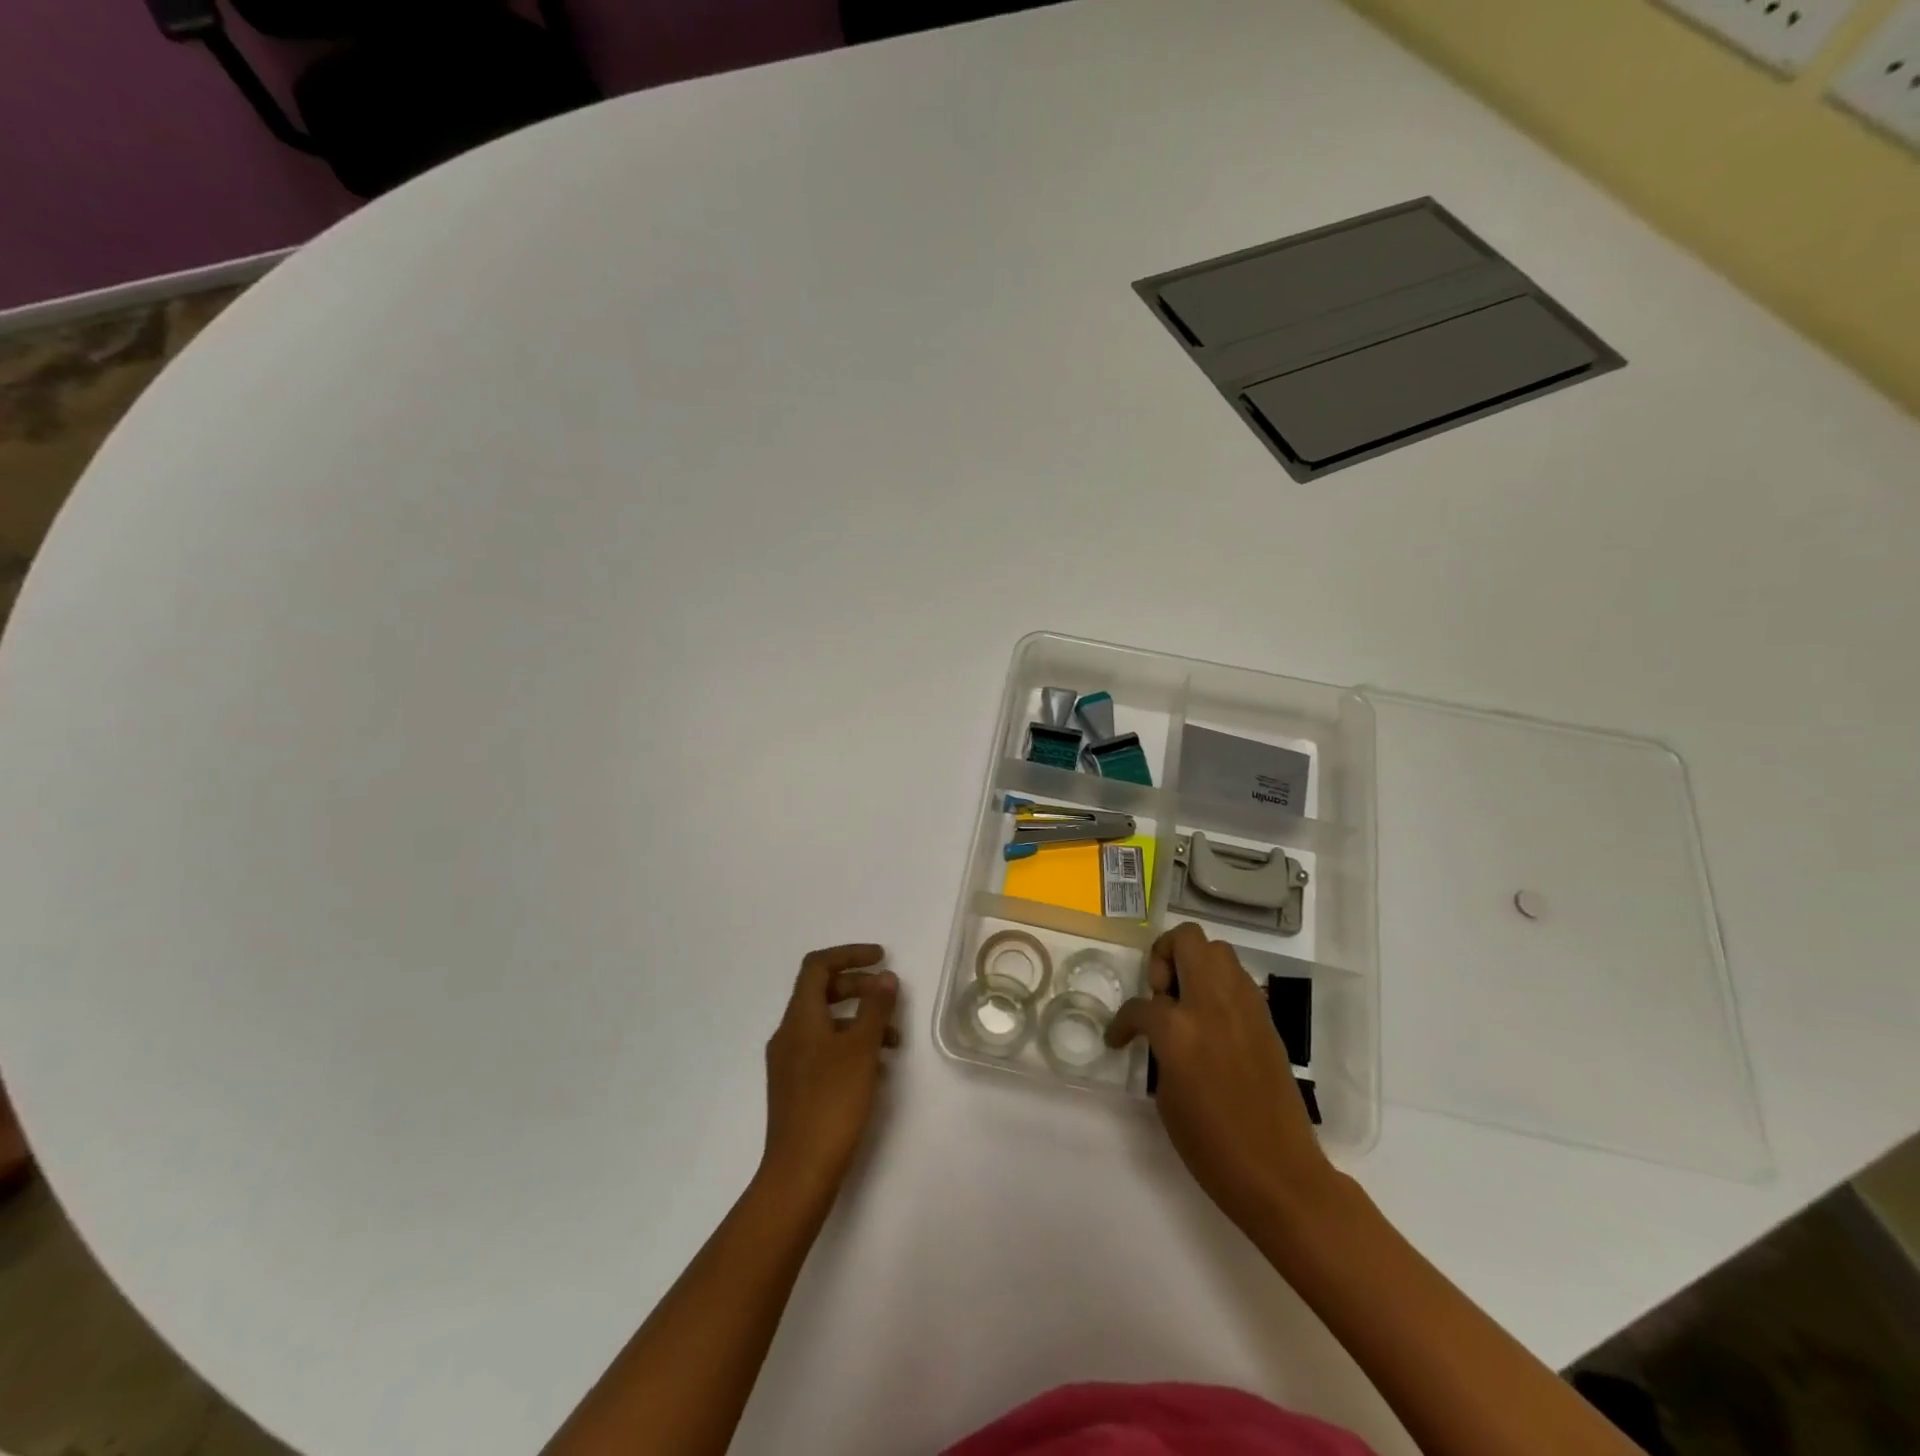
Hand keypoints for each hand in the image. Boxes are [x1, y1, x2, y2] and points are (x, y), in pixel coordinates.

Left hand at [760, 944, 899, 1200]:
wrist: (799, 1173)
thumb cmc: (832, 1103)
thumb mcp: (861, 1050)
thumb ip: (875, 1009)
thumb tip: (884, 977)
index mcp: (799, 1018)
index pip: (818, 966)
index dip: (849, 955)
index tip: (881, 958)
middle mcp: (789, 1034)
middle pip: (822, 992)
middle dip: (858, 988)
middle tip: (891, 998)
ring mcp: (790, 1063)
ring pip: (827, 1024)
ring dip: (860, 1021)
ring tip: (893, 1041)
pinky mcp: (797, 1088)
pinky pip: (825, 1050)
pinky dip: (851, 1046)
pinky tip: (875, 1068)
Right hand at [1106, 923, 1331, 1232]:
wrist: (1280, 1172)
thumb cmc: (1212, 1147)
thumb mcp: (1167, 1095)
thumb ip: (1161, 1048)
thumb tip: (1164, 1031)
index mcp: (1179, 1028)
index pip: (1140, 1006)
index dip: (1122, 1022)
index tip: (1119, 1038)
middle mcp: (1212, 1003)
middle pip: (1186, 940)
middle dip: (1164, 956)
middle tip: (1161, 993)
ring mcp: (1245, 1006)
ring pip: (1217, 950)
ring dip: (1194, 965)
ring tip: (1186, 1003)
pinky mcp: (1266, 1018)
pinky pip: (1237, 979)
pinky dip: (1218, 986)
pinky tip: (1211, 1021)